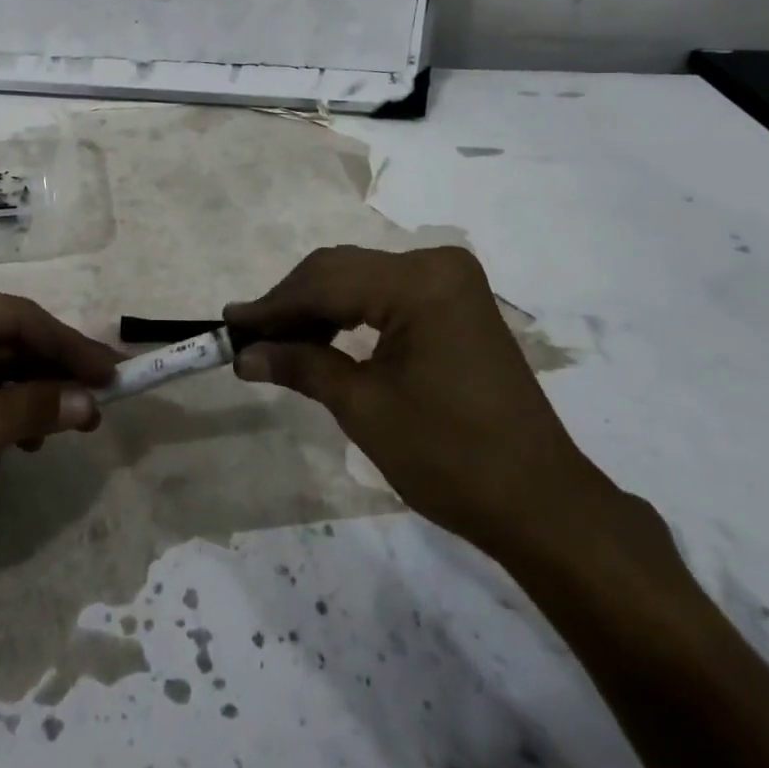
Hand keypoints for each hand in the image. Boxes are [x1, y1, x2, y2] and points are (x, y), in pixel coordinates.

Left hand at [0, 278, 117, 570]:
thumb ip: (37, 407)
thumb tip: (92, 403)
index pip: (17, 318)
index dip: (70, 346)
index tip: (113, 371)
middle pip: (8, 341)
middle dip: (52, 373)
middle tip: (100, 399)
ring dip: (33, 396)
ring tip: (72, 423)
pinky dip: (6, 413)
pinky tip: (30, 438)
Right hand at [225, 245, 604, 557]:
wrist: (540, 502)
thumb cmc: (450, 457)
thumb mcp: (364, 408)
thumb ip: (301, 366)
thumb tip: (244, 354)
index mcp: (420, 282)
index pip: (327, 283)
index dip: (273, 305)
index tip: (229, 324)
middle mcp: (437, 264)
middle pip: (343, 271)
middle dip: (292, 303)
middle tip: (247, 335)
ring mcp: (451, 281)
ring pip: (362, 279)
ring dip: (317, 307)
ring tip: (276, 340)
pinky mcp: (456, 302)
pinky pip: (387, 294)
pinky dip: (350, 312)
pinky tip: (321, 336)